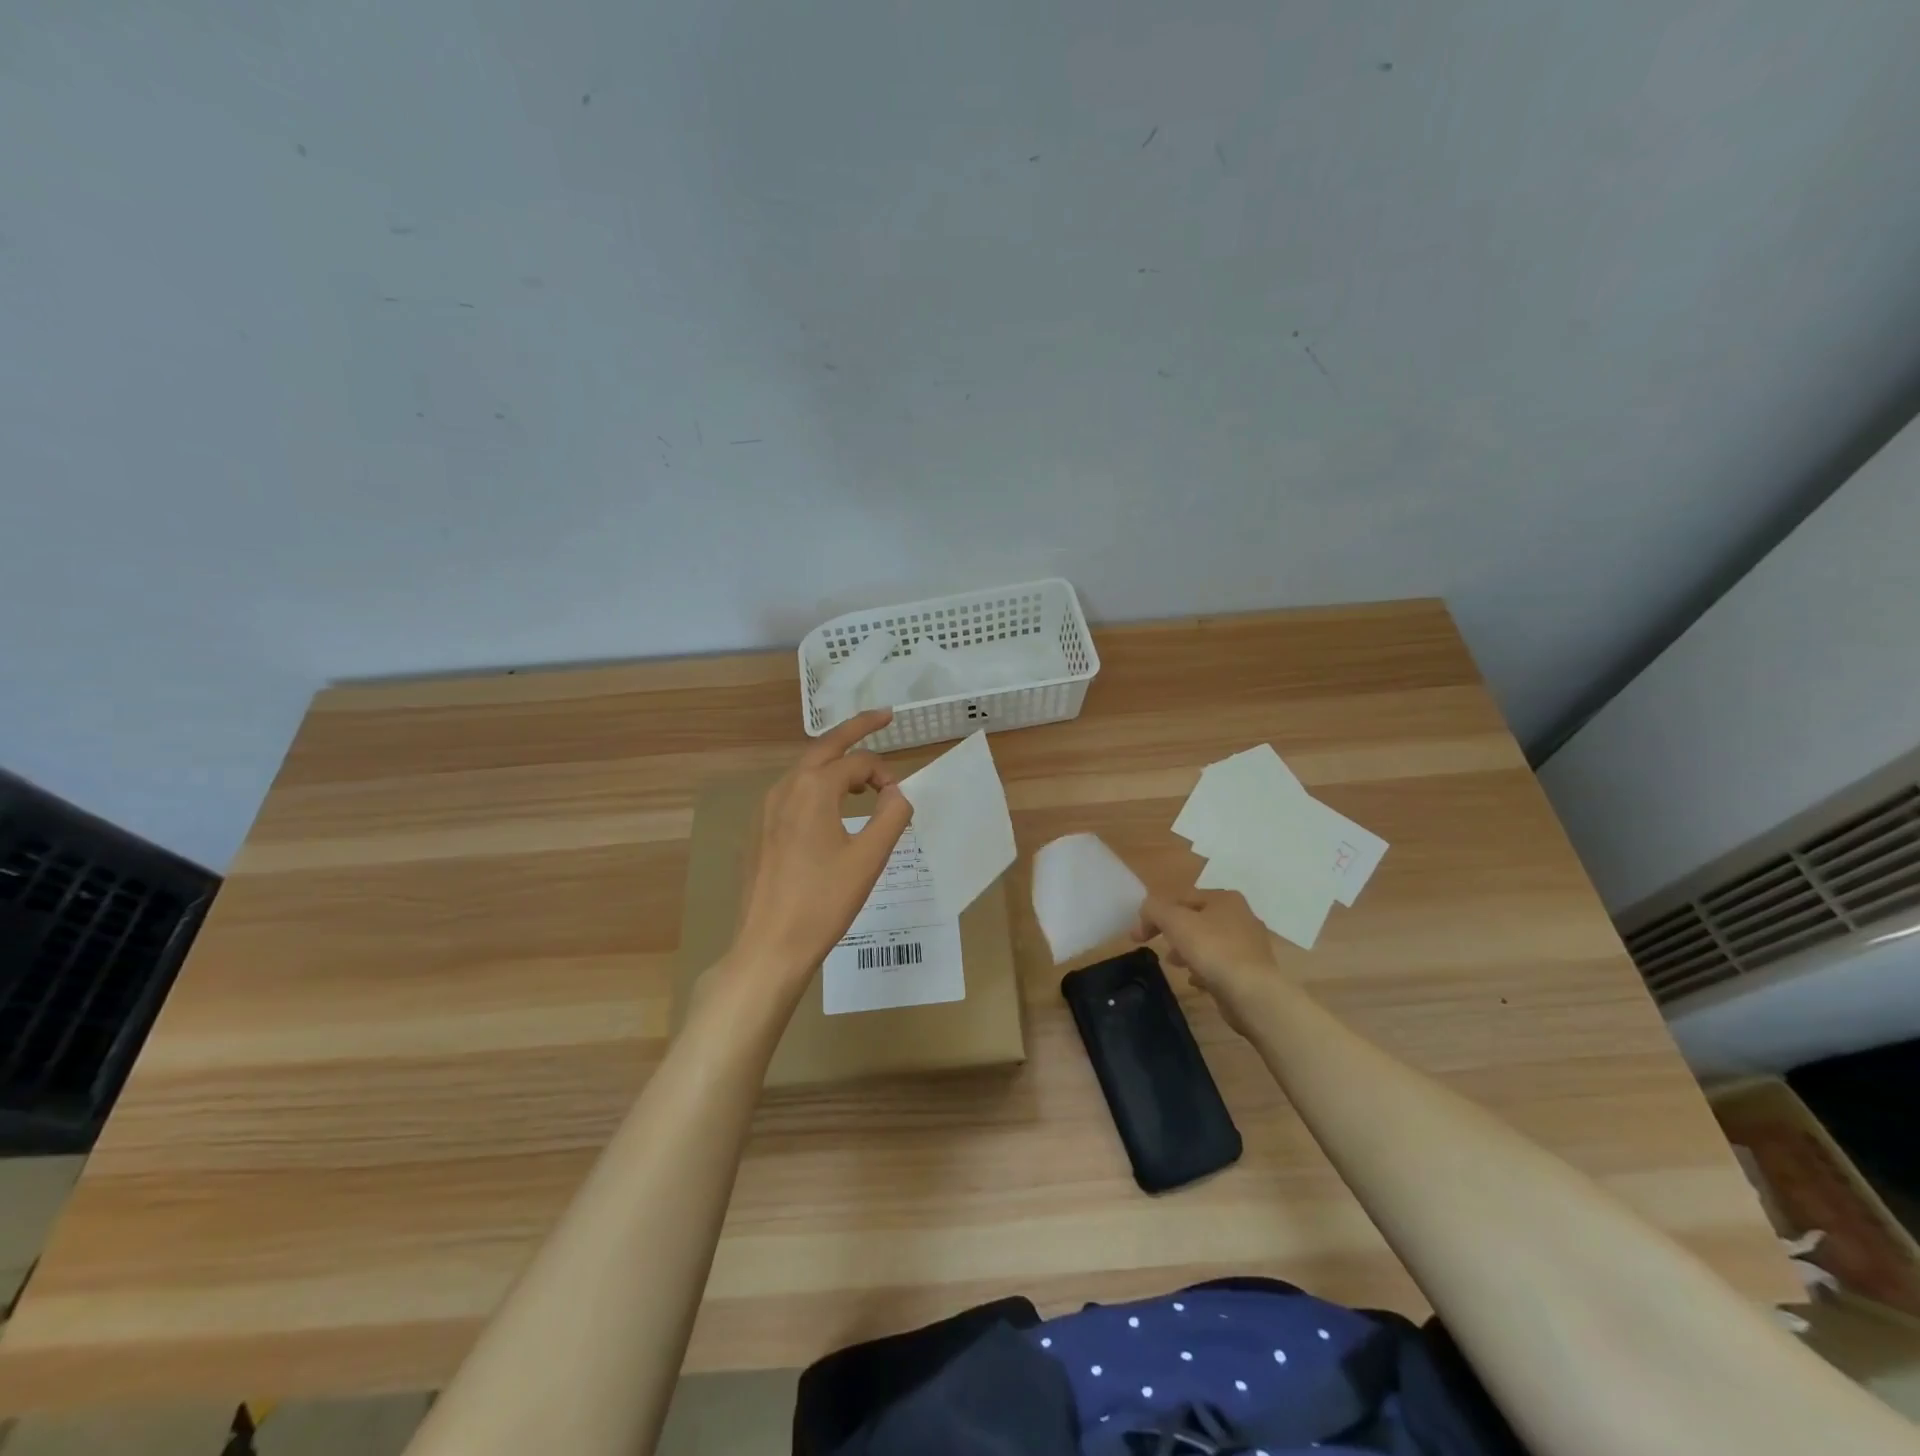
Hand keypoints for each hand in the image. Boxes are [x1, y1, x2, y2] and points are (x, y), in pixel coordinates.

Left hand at [730, 709, 912, 991]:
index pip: (858, 763)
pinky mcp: (758, 830)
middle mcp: (784, 788)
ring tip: (861, 770)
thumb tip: (898, 791)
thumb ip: (892, 815)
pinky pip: (792, 793)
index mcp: (812, 788)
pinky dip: (817, 785)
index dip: (886, 774)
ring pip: (806, 770)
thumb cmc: (823, 902)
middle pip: (825, 746)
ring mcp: (765, 808)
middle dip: (856, 729)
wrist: (769, 946)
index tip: (902, 800)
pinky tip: (829, 807)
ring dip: (835, 762)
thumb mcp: (869, 858)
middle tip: (884, 716)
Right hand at [1134, 890, 1290, 1036]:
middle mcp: (1241, 916)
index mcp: (1225, 899)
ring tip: (1175, 965)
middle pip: (1196, 919)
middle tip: (1158, 947)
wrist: (1253, 994)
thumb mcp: (1174, 921)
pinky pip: (1220, 965)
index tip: (1138, 936)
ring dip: (1188, 951)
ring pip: (1208, 942)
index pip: (1181, 898)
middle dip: (1173, 932)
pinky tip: (1195, 981)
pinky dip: (1205, 970)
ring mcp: (1249, 945)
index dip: (1155, 913)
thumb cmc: (1212, 949)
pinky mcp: (1252, 971)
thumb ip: (1154, 909)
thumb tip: (1146, 912)